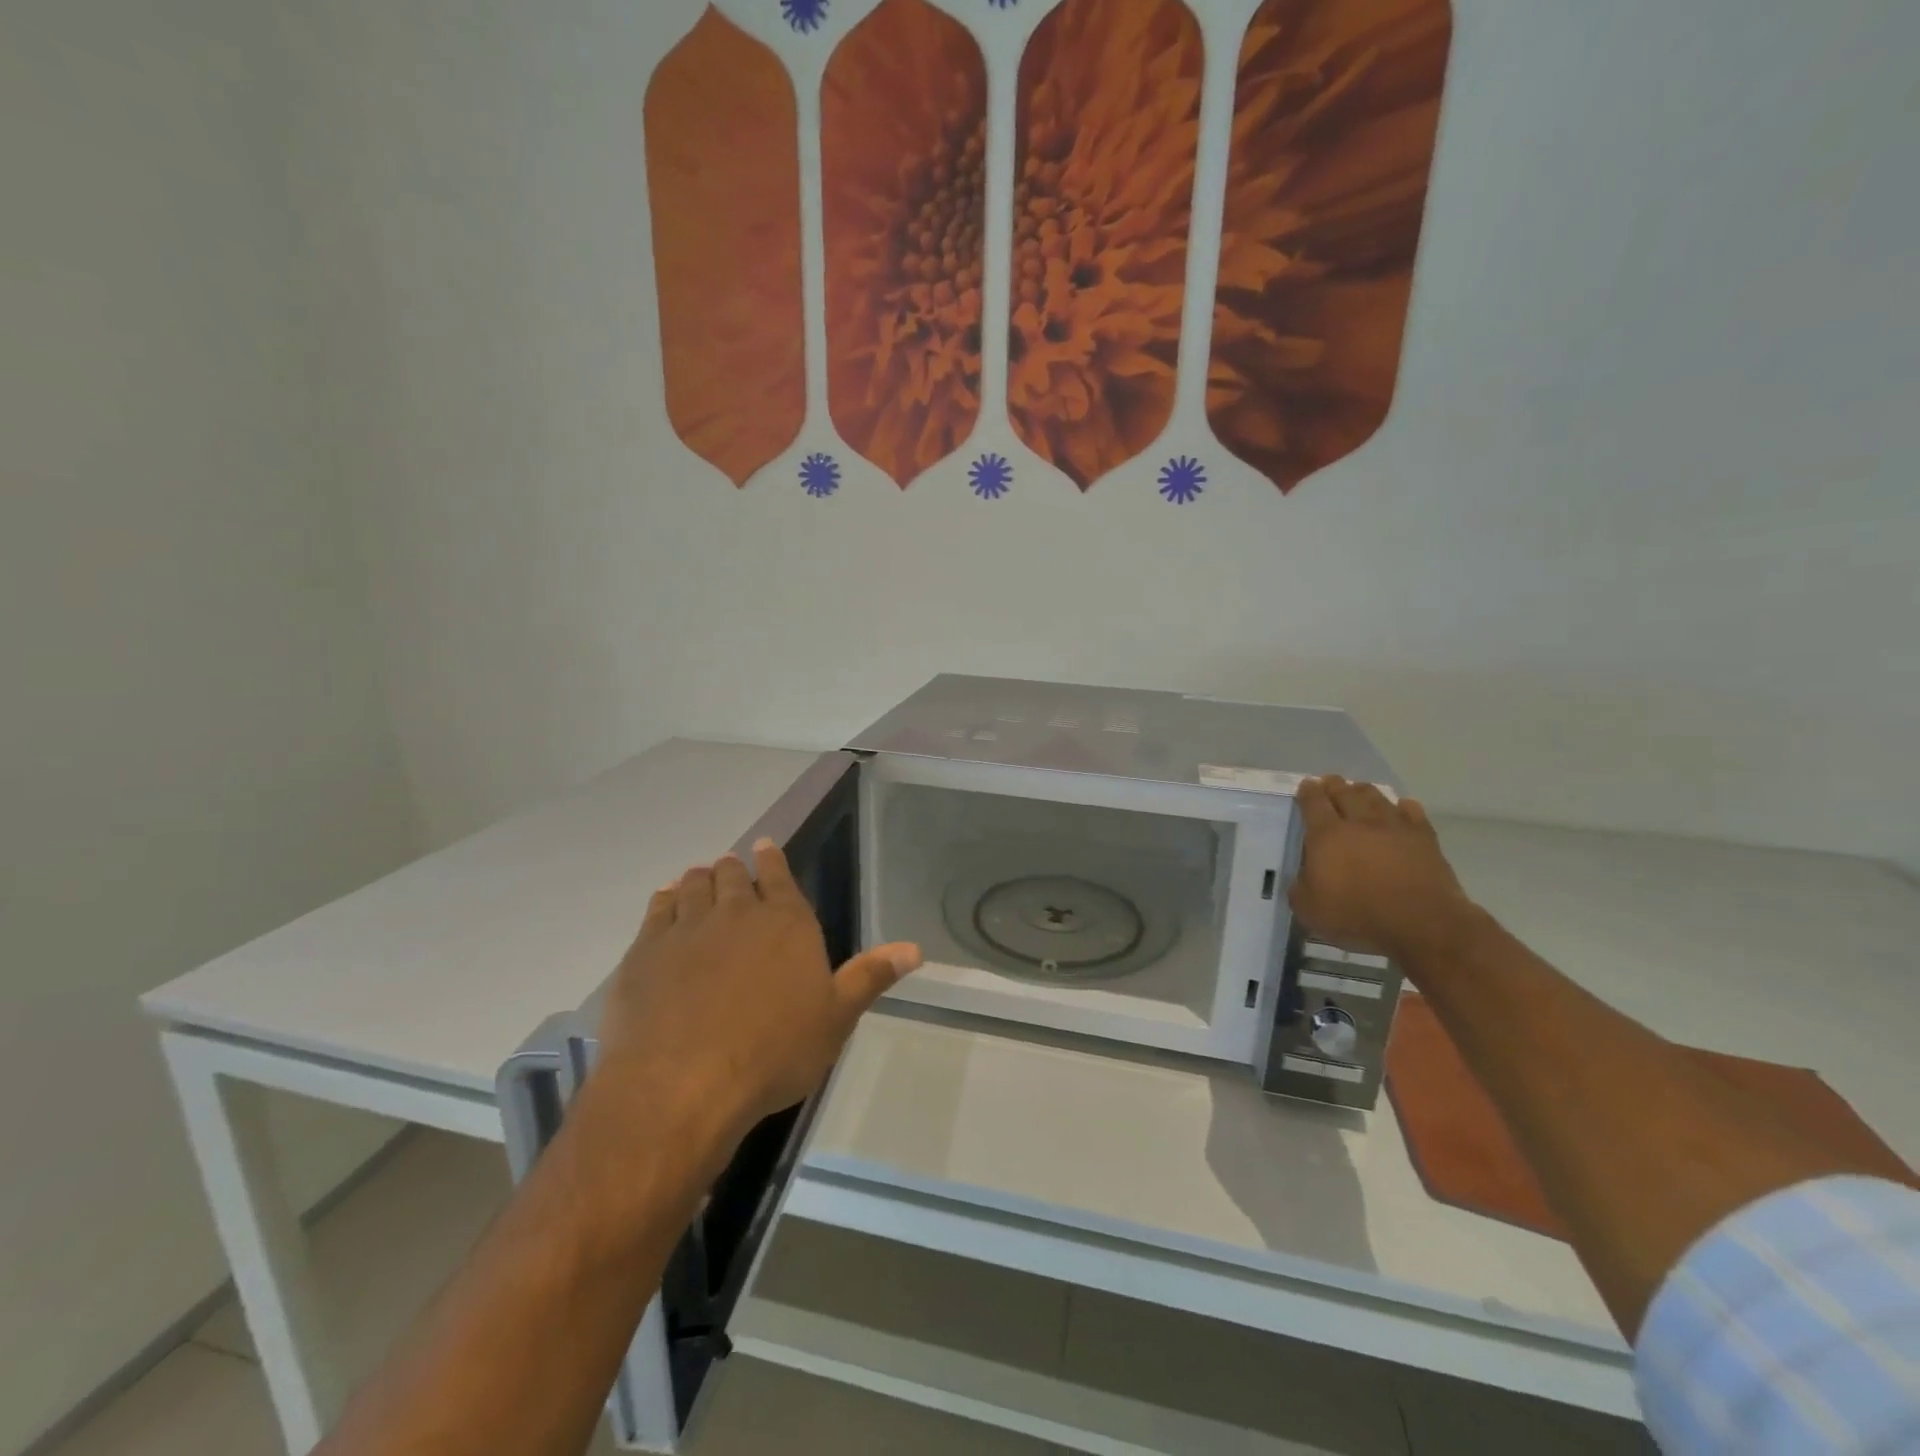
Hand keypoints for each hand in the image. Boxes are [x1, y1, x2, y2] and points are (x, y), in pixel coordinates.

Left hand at [593, 839, 921, 1147]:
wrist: (683, 1085)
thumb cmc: (773, 1052)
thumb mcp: (835, 1018)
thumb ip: (870, 977)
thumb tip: (915, 948)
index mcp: (786, 921)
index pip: (778, 874)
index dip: (771, 858)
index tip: (763, 847)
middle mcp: (736, 912)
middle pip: (731, 875)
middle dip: (733, 869)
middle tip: (731, 870)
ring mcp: (686, 928)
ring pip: (693, 885)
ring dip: (699, 879)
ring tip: (699, 879)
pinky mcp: (645, 951)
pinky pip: (657, 909)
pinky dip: (666, 899)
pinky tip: (667, 902)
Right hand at [1290, 777, 1476, 963]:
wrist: (1422, 923)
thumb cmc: (1358, 916)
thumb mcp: (1310, 909)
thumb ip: (1300, 886)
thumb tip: (1304, 875)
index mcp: (1326, 835)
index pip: (1313, 803)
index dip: (1307, 792)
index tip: (1306, 786)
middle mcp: (1359, 822)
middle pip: (1344, 793)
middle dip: (1334, 785)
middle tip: (1329, 782)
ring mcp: (1395, 827)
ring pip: (1376, 797)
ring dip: (1364, 790)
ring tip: (1359, 789)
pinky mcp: (1424, 838)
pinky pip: (1412, 812)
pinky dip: (1403, 806)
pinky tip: (1401, 806)